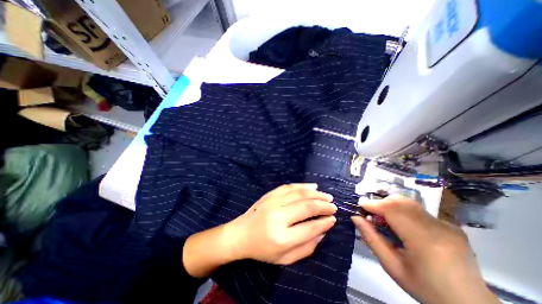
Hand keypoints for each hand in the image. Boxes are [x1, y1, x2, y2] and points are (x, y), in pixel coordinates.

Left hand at [223, 183, 335, 263]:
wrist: (240, 234)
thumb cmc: (262, 250)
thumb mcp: (285, 258)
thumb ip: (307, 247)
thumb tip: (323, 231)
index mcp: (281, 237)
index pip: (309, 228)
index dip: (324, 222)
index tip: (333, 219)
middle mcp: (277, 216)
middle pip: (306, 207)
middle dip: (323, 205)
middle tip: (333, 206)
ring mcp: (272, 202)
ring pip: (299, 193)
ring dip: (315, 194)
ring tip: (327, 196)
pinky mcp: (269, 195)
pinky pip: (289, 187)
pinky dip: (302, 185)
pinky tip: (312, 186)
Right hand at [352, 195, 498, 303]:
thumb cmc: (426, 288)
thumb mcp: (392, 266)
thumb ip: (371, 239)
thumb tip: (356, 217)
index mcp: (425, 240)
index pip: (394, 210)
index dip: (374, 204)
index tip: (360, 206)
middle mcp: (439, 228)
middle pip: (402, 202)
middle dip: (381, 203)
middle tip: (370, 213)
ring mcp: (447, 225)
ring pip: (409, 203)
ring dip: (390, 206)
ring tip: (382, 219)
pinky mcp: (449, 225)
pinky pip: (419, 211)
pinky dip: (402, 211)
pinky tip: (400, 225)